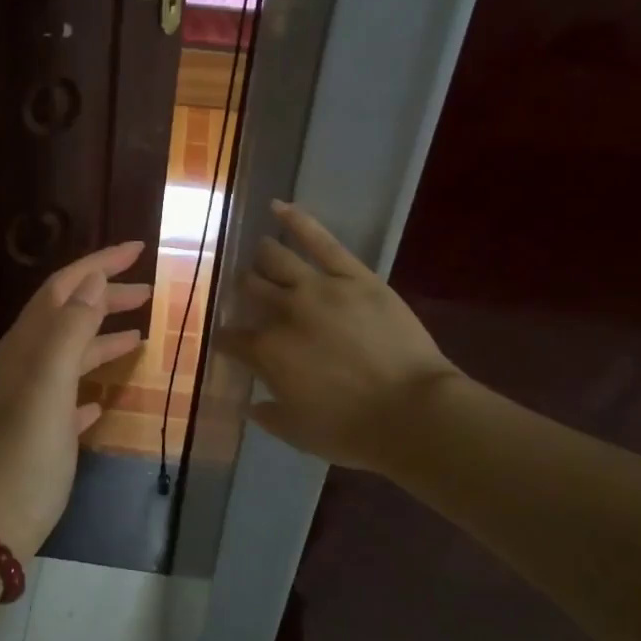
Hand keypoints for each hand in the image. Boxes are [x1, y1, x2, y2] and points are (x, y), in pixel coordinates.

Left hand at [0, 242, 152, 555]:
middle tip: (149, 290)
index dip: (98, 264)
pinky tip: (104, 399)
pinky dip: (89, 385)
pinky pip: (68, 395)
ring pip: (70, 354)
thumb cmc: (24, 454)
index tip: (138, 248)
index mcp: (24, 347)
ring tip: (140, 334)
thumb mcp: (48, 386)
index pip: (63, 288)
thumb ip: (69, 331)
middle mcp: (23, 364)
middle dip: (105, 296)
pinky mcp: (38, 433)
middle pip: (67, 315)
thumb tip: (92, 281)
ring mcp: (29, 399)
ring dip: (102, 337)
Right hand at [214, 201, 457, 473]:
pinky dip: (297, 220)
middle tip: (245, 292)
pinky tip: (278, 207)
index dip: (226, 338)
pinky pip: (321, 240)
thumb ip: (268, 415)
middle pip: (250, 290)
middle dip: (242, 291)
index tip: (228, 341)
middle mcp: (282, 313)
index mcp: (265, 352)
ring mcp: (317, 288)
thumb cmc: (352, 431)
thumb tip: (251, 403)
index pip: (231, 337)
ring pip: (276, 260)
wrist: (414, 413)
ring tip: (260, 253)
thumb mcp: (298, 433)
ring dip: (262, 257)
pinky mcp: (353, 276)